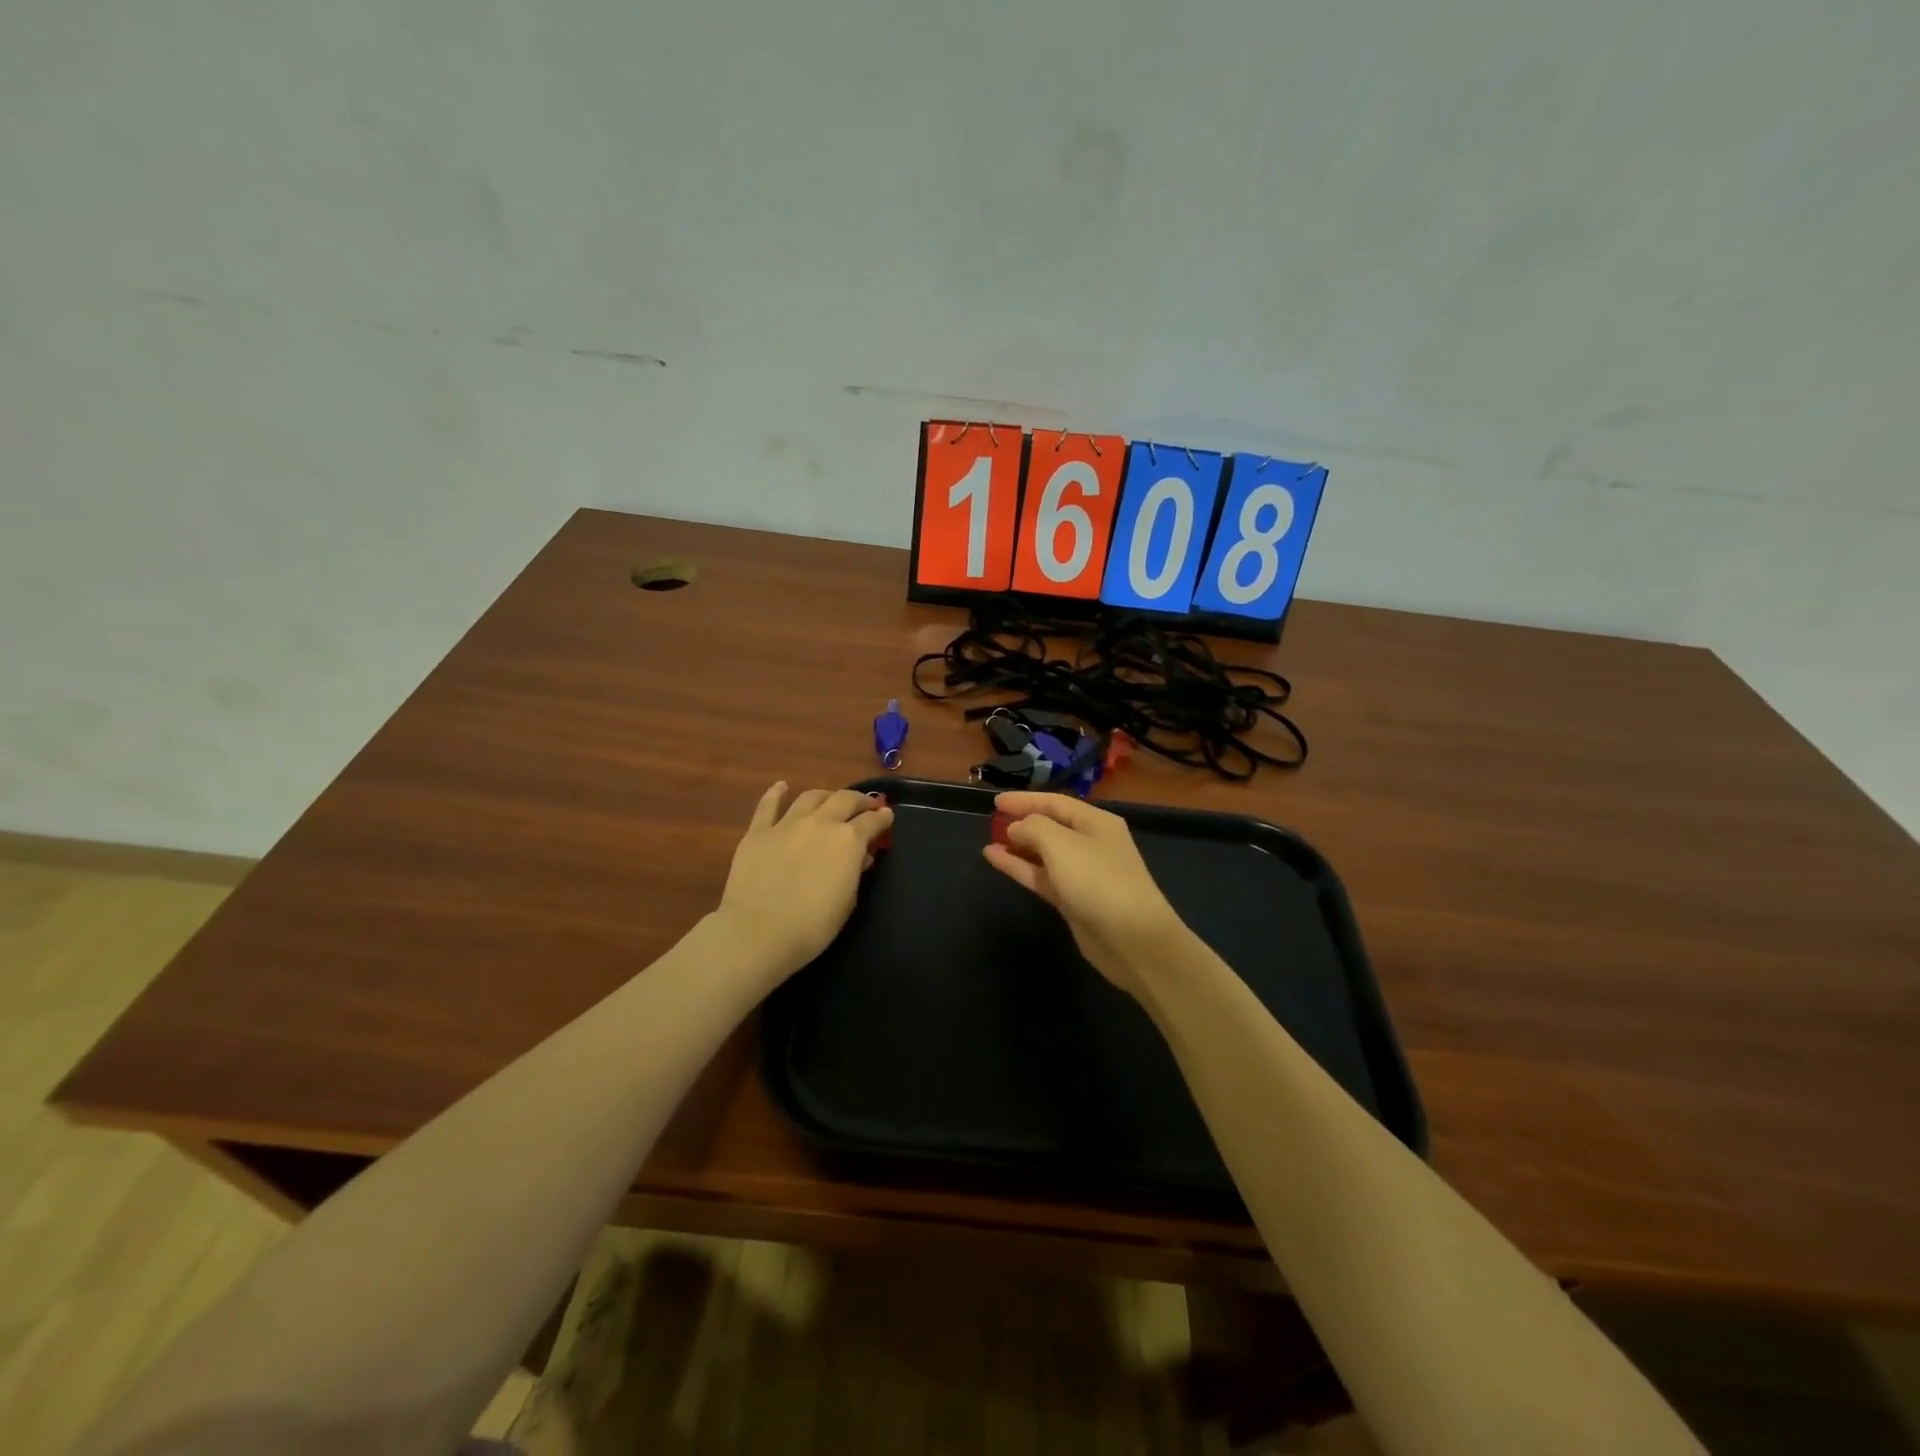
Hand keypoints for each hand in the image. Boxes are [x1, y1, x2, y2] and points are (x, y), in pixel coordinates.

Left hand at [715, 783, 893, 981]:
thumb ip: (855, 873)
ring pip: (811, 797)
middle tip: (865, 806)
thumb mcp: (847, 903)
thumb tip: (860, 858)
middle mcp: (821, 823)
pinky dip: (776, 793)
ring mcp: (787, 824)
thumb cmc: (812, 927)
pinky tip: (782, 787)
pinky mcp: (758, 832)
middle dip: (859, 800)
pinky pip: (768, 805)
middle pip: (845, 799)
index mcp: (848, 841)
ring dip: (825, 796)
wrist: (758, 932)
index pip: (872, 821)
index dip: (883, 817)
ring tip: (830, 800)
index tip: (887, 816)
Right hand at [982, 792, 1188, 997]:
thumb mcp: (1061, 844)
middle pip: (1051, 826)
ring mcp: (1082, 873)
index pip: (1055, 802)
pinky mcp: (1073, 899)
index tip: (995, 802)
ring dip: (1018, 846)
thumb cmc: (1098, 881)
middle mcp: (1090, 843)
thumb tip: (1015, 827)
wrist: (1132, 939)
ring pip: (1044, 853)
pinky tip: (996, 859)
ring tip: (988, 841)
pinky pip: (1041, 876)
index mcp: (1095, 822)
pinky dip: (1019, 867)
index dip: (1025, 800)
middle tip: (991, 821)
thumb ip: (1033, 827)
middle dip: (1022, 822)